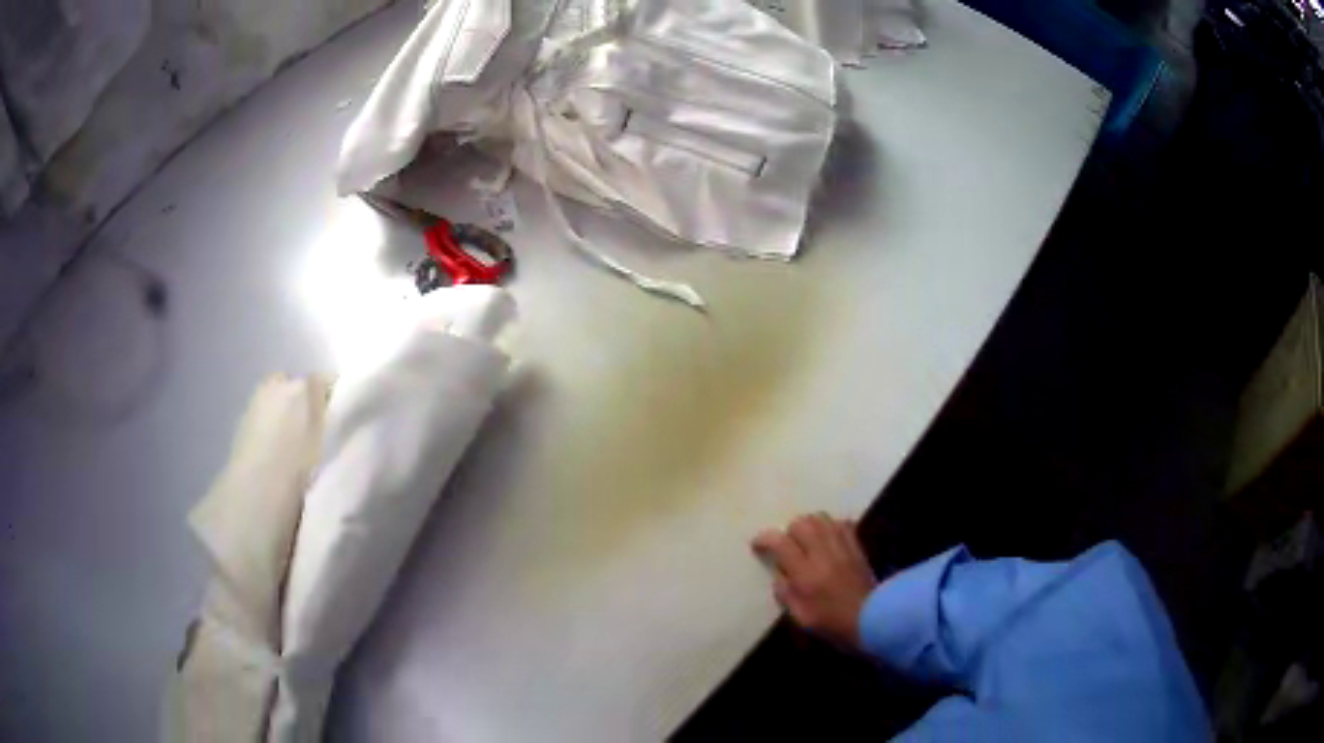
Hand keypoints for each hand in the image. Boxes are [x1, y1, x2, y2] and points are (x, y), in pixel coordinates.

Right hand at [752, 513, 876, 648]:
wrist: (872, 619)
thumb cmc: (832, 623)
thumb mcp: (801, 616)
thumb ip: (786, 594)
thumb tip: (779, 577)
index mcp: (805, 573)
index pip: (780, 543)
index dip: (765, 539)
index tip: (758, 545)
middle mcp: (823, 554)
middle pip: (802, 523)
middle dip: (789, 530)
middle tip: (787, 544)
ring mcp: (842, 548)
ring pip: (822, 519)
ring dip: (810, 525)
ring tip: (806, 539)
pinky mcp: (857, 547)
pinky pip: (842, 524)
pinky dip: (831, 526)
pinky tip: (828, 538)